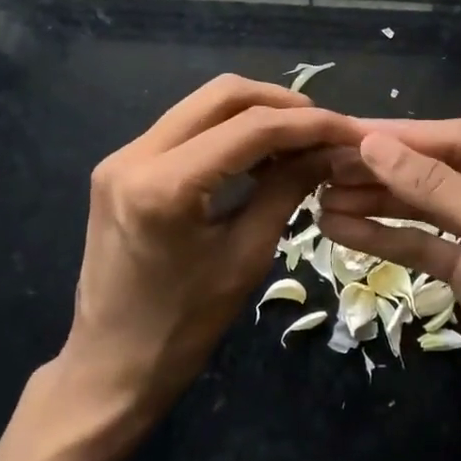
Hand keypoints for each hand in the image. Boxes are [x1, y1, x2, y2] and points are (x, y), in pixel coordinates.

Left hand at [51, 75, 362, 431]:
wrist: (110, 365)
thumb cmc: (183, 327)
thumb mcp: (246, 257)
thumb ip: (286, 191)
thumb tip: (329, 150)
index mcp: (164, 186)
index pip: (251, 128)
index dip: (309, 124)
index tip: (350, 131)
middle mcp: (134, 155)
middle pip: (222, 95)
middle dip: (282, 105)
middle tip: (325, 130)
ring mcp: (122, 157)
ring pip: (202, 106)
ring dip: (255, 114)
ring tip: (299, 141)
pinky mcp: (121, 167)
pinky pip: (185, 129)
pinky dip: (227, 132)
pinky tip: (259, 154)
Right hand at [318, 119, 460, 446]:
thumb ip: (435, 184)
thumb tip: (371, 145)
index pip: (460, 139)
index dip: (405, 135)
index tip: (351, 134)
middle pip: (437, 170)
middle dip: (384, 169)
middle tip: (327, 165)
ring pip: (422, 208)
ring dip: (375, 202)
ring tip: (322, 197)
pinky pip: (419, 244)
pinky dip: (382, 237)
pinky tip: (339, 229)